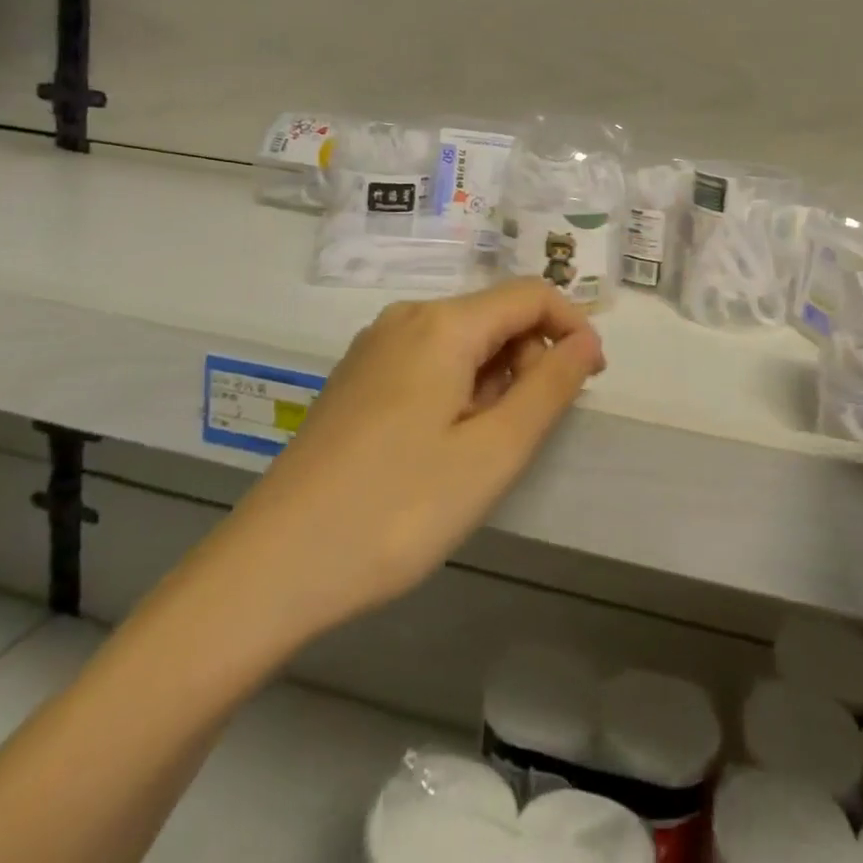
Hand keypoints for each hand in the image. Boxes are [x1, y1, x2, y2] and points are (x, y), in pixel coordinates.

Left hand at [203, 279, 605, 650]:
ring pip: (462, 341)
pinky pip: (428, 361)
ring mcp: (375, 347)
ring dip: (493, 380)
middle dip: (529, 359)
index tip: (590, 381)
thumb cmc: (396, 510)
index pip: (530, 294)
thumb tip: (585, 340)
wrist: (272, 568)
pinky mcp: (357, 378)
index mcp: (442, 324)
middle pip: (494, 315)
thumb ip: (549, 387)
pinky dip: (458, 389)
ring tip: (480, 450)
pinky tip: (440, 447)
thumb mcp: (492, 453)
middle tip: (526, 433)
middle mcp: (406, 318)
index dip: (572, 327)